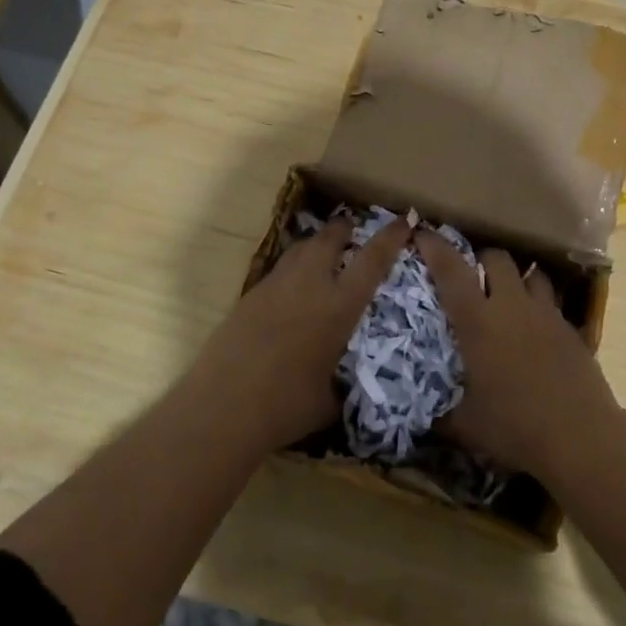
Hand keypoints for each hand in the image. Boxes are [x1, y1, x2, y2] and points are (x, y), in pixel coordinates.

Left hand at [199, 213, 412, 451]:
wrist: (223, 405)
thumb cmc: (285, 406)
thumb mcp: (330, 400)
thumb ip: (344, 385)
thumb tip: (349, 388)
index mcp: (338, 306)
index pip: (372, 260)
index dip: (390, 237)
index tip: (403, 220)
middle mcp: (309, 285)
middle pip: (329, 238)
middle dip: (343, 228)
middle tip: (352, 229)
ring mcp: (275, 286)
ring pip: (300, 248)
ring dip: (316, 244)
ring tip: (323, 253)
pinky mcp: (249, 295)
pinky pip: (279, 270)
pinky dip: (293, 269)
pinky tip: (292, 290)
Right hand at [417, 229, 619, 479]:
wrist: (580, 436)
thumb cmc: (515, 426)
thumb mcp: (467, 426)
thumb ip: (442, 417)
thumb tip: (423, 421)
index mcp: (478, 321)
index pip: (451, 271)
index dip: (435, 247)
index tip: (422, 232)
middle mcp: (511, 305)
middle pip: (497, 258)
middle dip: (482, 259)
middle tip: (472, 276)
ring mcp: (546, 314)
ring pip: (531, 273)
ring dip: (517, 277)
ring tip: (509, 294)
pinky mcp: (570, 328)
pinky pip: (552, 302)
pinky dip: (540, 306)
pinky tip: (536, 329)